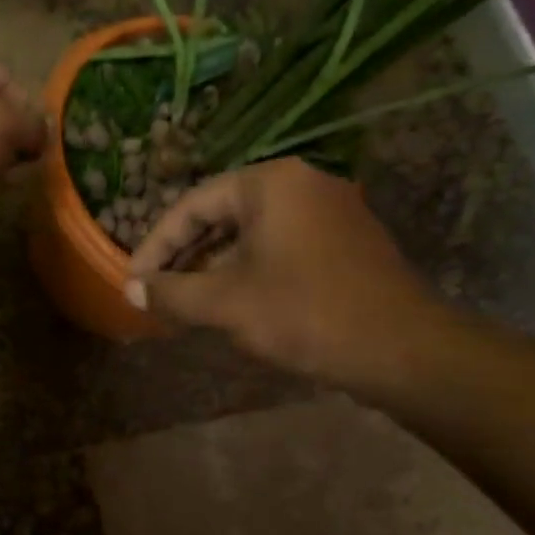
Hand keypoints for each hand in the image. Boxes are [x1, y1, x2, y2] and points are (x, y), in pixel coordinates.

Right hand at [124, 158, 446, 383]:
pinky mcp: (343, 241)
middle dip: (183, 255)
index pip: (193, 205)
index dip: (155, 245)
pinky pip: (278, 246)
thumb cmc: (305, 313)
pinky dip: (246, 269)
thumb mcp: (225, 303)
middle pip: (221, 215)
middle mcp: (301, 184)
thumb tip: (130, 290)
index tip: (133, 278)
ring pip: (250, 233)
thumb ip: (171, 292)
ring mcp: (328, 211)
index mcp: (271, 183)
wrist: (403, 351)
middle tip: (154, 289)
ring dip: (212, 266)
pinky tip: (227, 301)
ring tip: (183, 300)